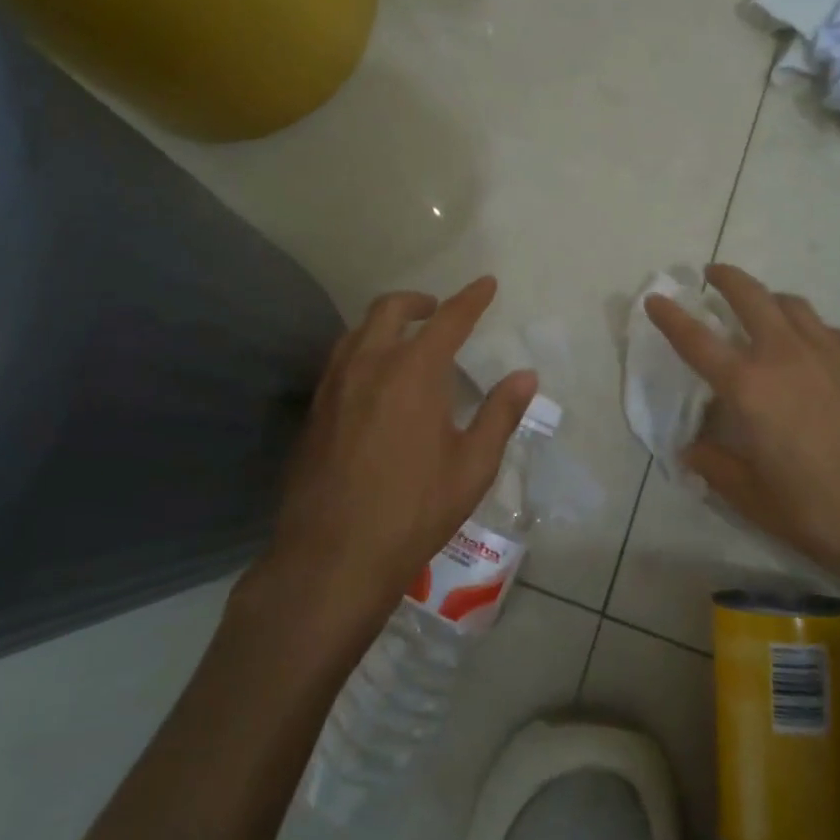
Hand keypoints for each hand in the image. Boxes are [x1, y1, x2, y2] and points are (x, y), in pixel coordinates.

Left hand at [260, 277, 537, 637]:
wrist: (333, 555)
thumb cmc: (414, 510)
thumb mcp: (472, 466)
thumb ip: (500, 414)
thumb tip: (525, 376)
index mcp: (413, 372)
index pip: (448, 320)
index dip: (471, 299)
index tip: (486, 284)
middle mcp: (369, 365)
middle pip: (391, 310)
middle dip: (420, 302)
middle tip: (439, 311)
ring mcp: (334, 386)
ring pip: (358, 331)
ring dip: (386, 323)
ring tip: (407, 341)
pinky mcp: (314, 410)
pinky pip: (340, 360)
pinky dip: (363, 350)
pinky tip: (374, 380)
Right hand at [645, 264, 839, 630]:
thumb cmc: (825, 515)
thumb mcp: (755, 500)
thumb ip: (716, 468)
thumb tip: (692, 450)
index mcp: (751, 387)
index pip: (697, 340)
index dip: (670, 316)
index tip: (655, 298)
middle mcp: (788, 356)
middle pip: (751, 296)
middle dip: (726, 278)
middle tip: (712, 275)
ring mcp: (836, 354)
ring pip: (795, 306)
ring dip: (770, 299)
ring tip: (763, 311)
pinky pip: (831, 331)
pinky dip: (811, 329)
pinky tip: (816, 354)